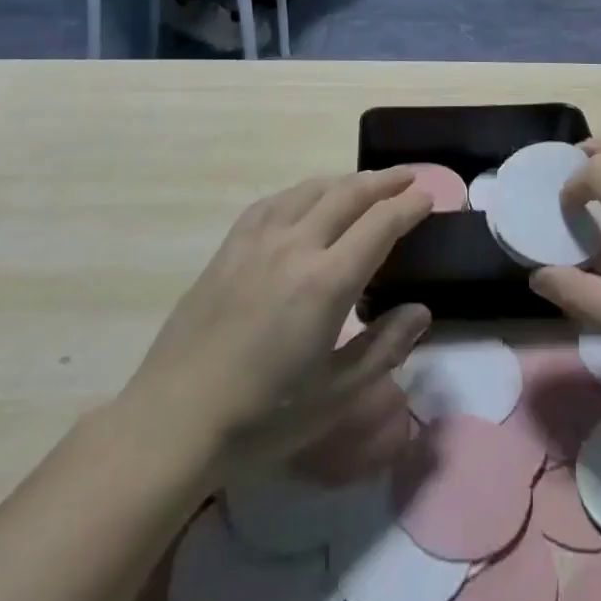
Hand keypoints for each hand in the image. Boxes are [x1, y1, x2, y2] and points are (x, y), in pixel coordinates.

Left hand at [116, 169, 433, 477]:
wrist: (171, 422)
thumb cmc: (260, 419)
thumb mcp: (334, 397)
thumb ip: (383, 349)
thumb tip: (421, 311)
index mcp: (326, 281)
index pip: (381, 224)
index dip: (409, 206)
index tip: (429, 198)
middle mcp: (296, 246)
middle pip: (349, 194)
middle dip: (384, 182)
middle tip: (408, 177)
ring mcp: (258, 241)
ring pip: (312, 190)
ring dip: (346, 181)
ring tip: (365, 184)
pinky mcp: (230, 247)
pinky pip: (274, 202)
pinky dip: (302, 192)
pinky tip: (305, 199)